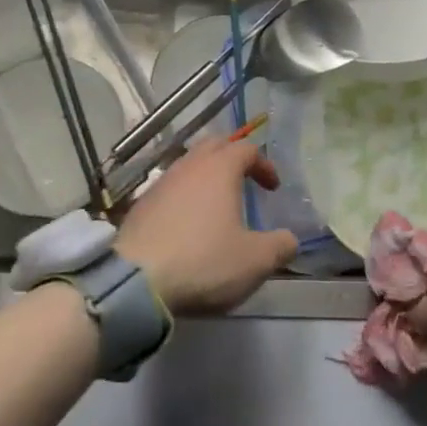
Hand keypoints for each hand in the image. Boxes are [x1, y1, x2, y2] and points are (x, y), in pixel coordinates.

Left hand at [115, 139, 297, 316]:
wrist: (136, 281)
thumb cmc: (203, 261)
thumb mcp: (254, 261)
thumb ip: (280, 246)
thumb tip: (291, 239)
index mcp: (221, 168)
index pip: (248, 149)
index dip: (264, 165)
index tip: (273, 188)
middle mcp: (191, 164)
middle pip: (216, 145)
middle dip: (233, 157)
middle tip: (245, 179)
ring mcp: (163, 180)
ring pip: (190, 163)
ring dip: (207, 174)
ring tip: (217, 200)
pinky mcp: (142, 202)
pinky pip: (171, 185)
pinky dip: (185, 193)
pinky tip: (187, 220)